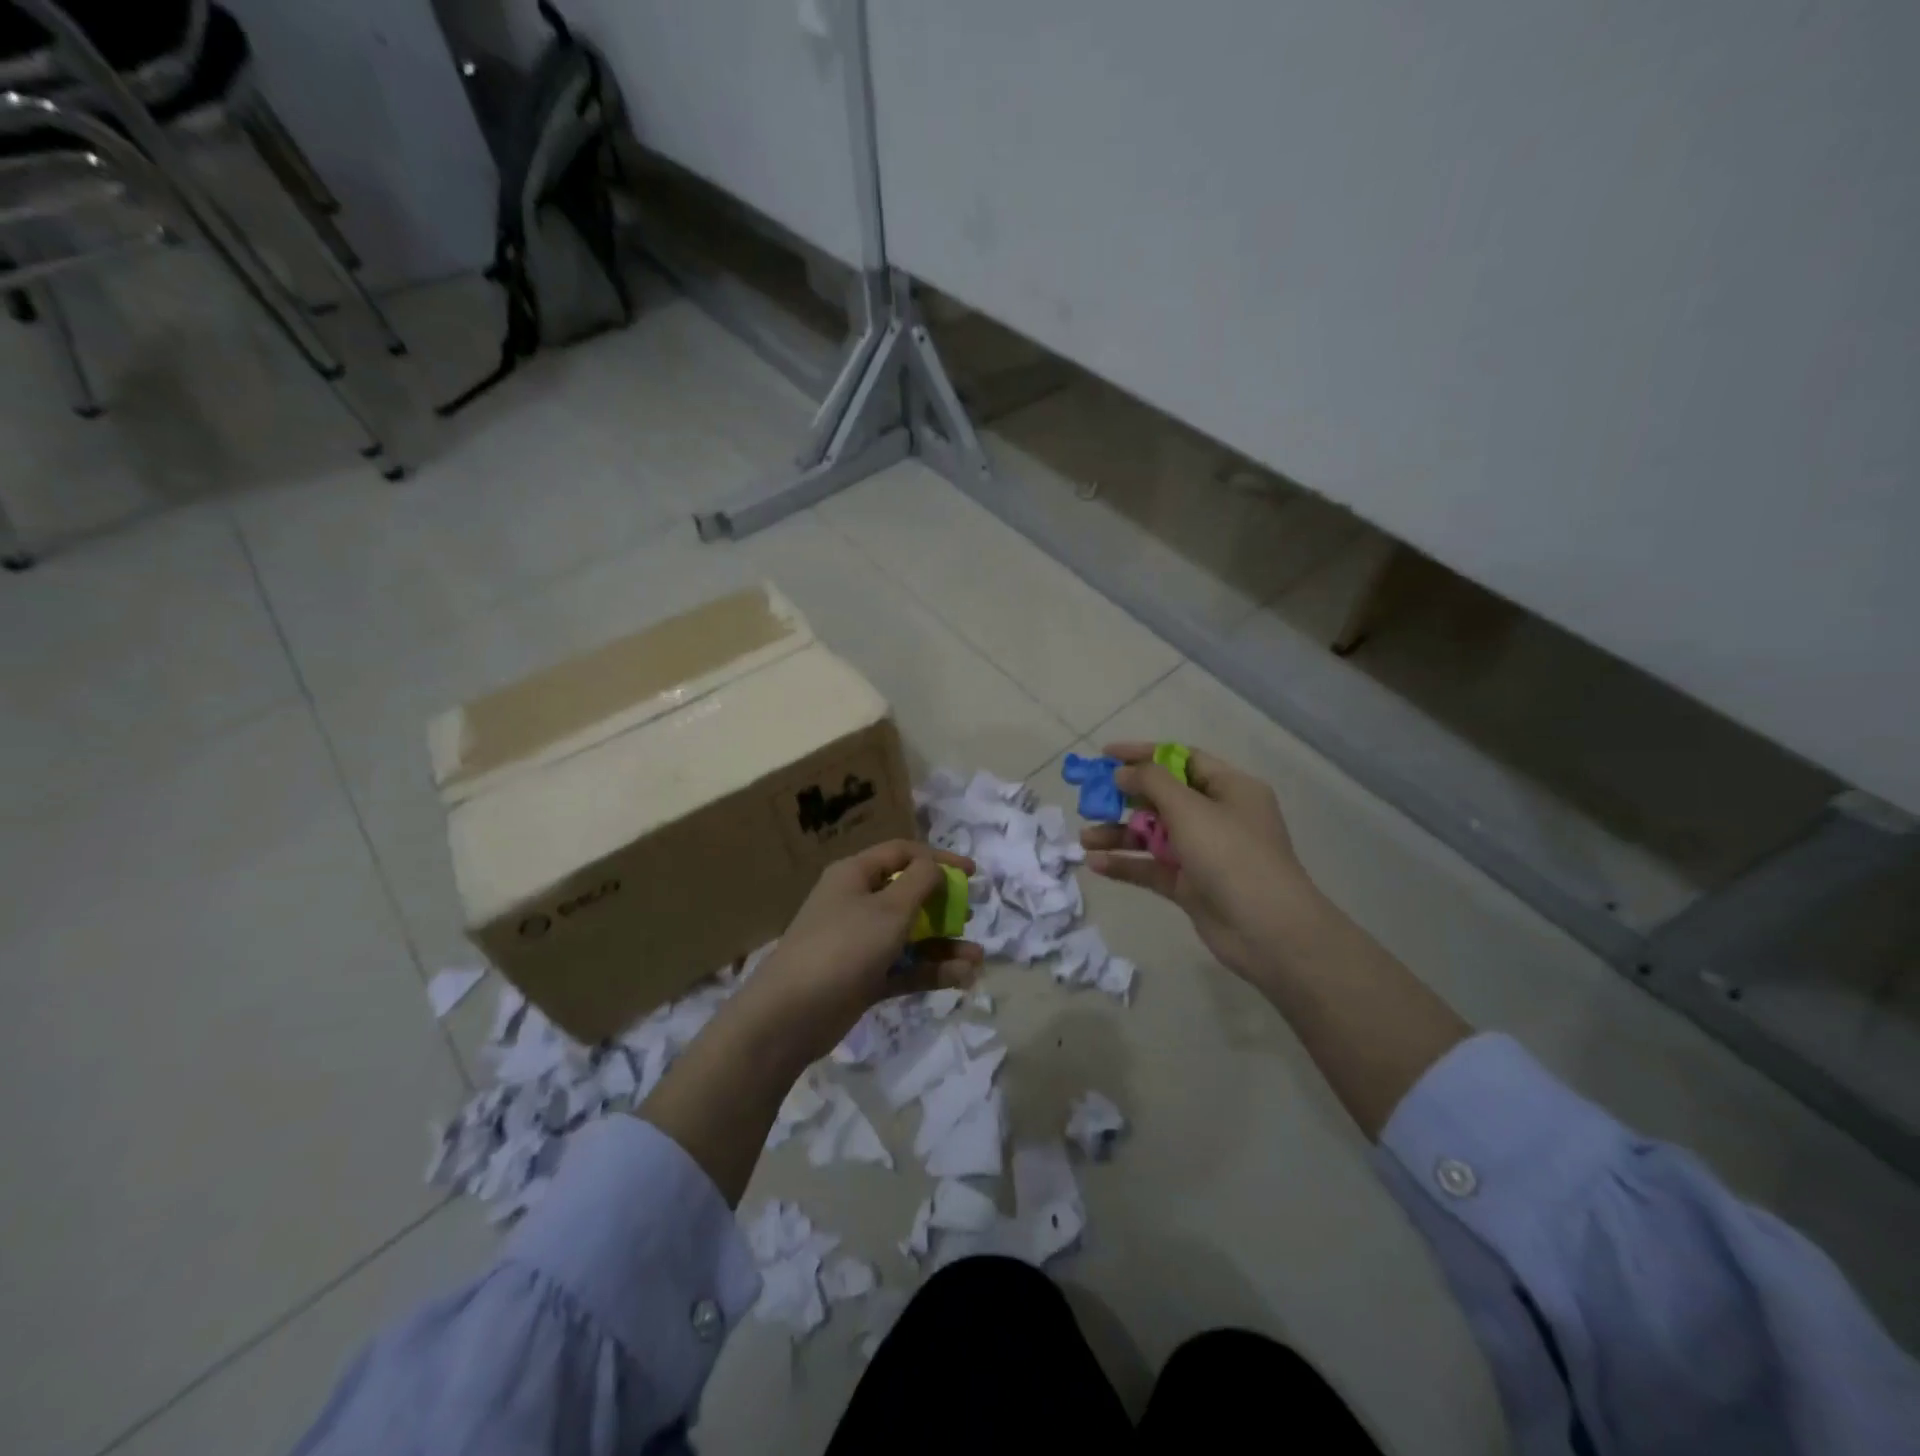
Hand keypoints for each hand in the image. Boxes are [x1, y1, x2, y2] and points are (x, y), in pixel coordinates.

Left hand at [737, 840, 982, 1063]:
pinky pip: (904, 967)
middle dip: (943, 905)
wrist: (791, 1015)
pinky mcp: (863, 978)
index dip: (938, 859)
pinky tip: (962, 978)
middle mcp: (856, 903)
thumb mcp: (889, 908)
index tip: (972, 874)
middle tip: (969, 916)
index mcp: (855, 874)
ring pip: (910, 936)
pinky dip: (930, 971)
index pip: (903, 854)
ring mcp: (859, 943)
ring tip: (977, 959)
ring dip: (944, 945)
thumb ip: (920, 882)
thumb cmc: (844, 947)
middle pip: (908, 895)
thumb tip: (935, 867)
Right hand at [1082, 742, 1327, 986]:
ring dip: (1119, 834)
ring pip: (1154, 835)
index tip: (1105, 755)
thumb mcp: (1190, 808)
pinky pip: (1152, 868)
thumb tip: (1123, 772)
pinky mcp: (1191, 886)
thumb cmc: (1231, 855)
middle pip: (1163, 798)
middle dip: (1125, 798)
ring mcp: (1204, 853)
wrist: (1267, 930)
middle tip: (1089, 799)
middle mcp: (1218, 816)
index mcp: (1230, 788)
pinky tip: (1096, 864)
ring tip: (1084, 839)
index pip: (1181, 760)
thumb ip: (1152, 782)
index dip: (1143, 754)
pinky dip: (1127, 863)